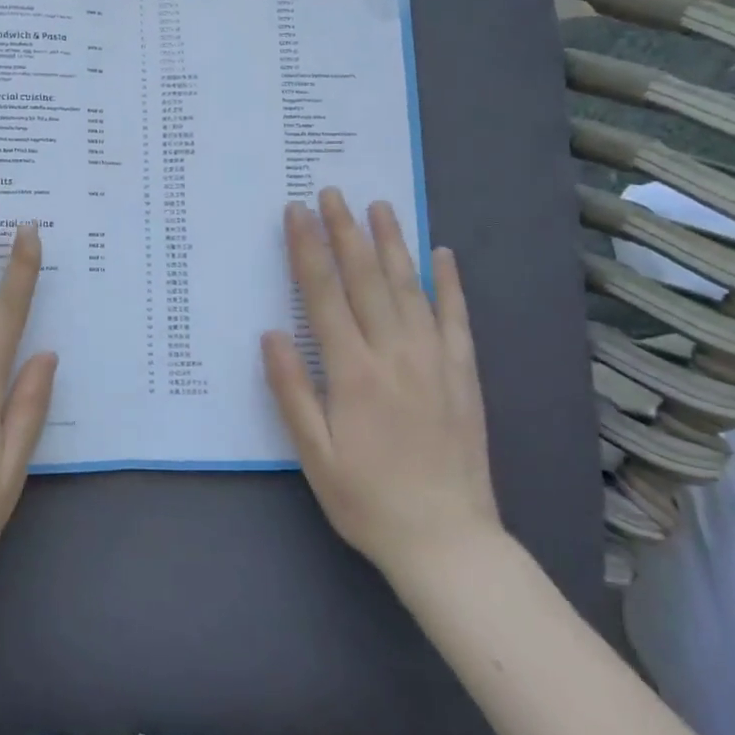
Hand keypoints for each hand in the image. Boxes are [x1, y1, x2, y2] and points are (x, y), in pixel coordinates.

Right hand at [262, 188, 502, 583]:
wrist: (447, 542)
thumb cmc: (367, 500)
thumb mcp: (313, 455)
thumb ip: (291, 391)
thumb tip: (272, 333)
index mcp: (353, 373)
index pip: (324, 296)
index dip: (307, 250)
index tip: (296, 212)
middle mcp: (395, 355)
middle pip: (366, 280)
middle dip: (345, 232)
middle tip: (332, 192)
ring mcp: (434, 361)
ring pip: (410, 288)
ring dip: (392, 243)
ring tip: (379, 205)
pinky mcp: (463, 375)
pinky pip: (456, 318)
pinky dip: (449, 283)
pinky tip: (442, 254)